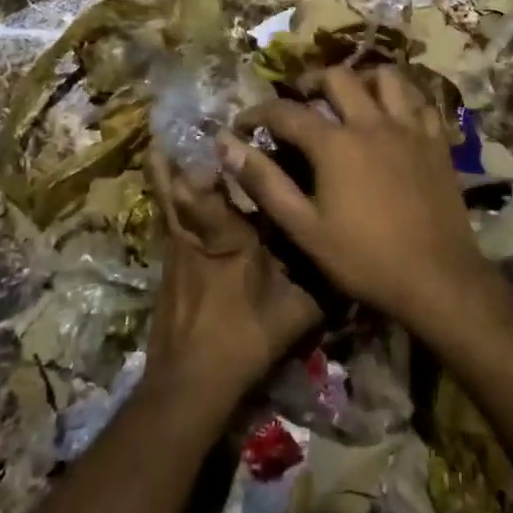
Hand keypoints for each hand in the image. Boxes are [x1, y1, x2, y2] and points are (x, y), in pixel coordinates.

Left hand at [142, 152, 322, 414]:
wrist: (190, 385)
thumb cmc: (245, 339)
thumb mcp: (296, 311)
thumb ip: (322, 281)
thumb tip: (352, 256)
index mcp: (227, 238)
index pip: (209, 188)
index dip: (210, 158)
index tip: (217, 130)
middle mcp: (196, 236)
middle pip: (175, 188)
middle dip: (172, 159)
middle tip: (168, 127)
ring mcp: (175, 253)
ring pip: (166, 204)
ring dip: (164, 175)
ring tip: (159, 146)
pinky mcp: (167, 270)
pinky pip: (168, 223)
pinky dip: (169, 203)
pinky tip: (175, 198)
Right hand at [227, 66, 486, 332]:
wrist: (437, 278)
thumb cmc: (364, 258)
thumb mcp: (304, 228)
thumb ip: (264, 183)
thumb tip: (226, 146)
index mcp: (335, 143)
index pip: (287, 112)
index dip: (259, 112)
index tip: (243, 123)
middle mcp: (372, 122)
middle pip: (338, 78)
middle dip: (310, 82)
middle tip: (299, 99)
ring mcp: (409, 128)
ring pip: (386, 77)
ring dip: (362, 79)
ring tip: (350, 97)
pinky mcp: (437, 141)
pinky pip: (420, 102)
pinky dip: (403, 99)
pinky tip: (394, 115)